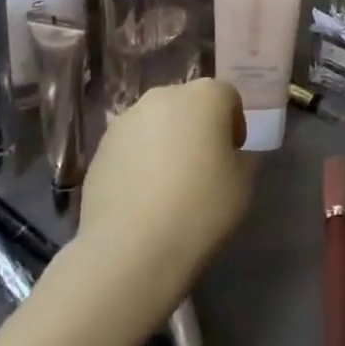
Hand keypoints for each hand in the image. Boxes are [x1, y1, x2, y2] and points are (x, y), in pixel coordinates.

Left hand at [77, 77, 253, 285]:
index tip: (233, 156)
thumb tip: (232, 156)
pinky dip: (139, 161)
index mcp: (206, 95)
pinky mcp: (99, 149)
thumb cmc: (200, 208)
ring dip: (166, 142)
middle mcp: (164, 96)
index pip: (228, 97)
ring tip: (168, 185)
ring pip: (156, 124)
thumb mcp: (244, 184)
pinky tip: (142, 197)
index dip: (234, 125)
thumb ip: (243, 159)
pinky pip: (131, 147)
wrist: (130, 250)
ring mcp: (126, 121)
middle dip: (197, 128)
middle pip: (188, 104)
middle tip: (202, 167)